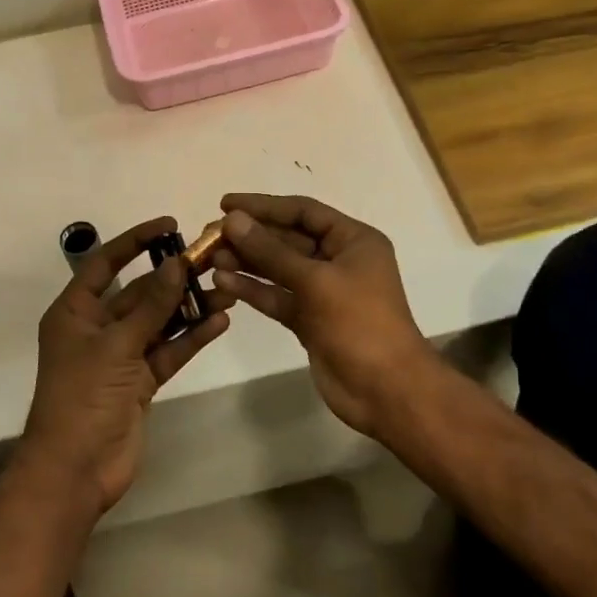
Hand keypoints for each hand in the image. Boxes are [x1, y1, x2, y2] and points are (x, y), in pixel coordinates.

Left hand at [23, 217, 230, 514]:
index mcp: (76, 311)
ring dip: (189, 307)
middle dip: (173, 278)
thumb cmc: (83, 397)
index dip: (135, 241)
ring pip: (159, 322)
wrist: (75, 471)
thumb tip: (176, 263)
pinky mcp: (140, 381)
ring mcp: (121, 355)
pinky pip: (169, 351)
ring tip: (226, 292)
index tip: (170, 226)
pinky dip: (192, 337)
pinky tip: (220, 323)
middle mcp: (98, 327)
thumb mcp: (117, 345)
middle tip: (212, 261)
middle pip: (139, 293)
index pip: (105, 263)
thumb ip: (151, 305)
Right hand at [209, 194, 427, 436]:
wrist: (386, 391)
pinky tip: (223, 282)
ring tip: (210, 258)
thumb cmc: (359, 323)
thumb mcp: (315, 281)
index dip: (264, 206)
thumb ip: (271, 251)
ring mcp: (323, 291)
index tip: (225, 204)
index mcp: (353, 240)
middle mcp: (338, 260)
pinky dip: (253, 289)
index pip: (303, 212)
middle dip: (250, 236)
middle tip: (210, 234)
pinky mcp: (309, 319)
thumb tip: (233, 220)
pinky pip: (277, 296)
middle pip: (287, 238)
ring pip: (278, 268)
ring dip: (246, 262)